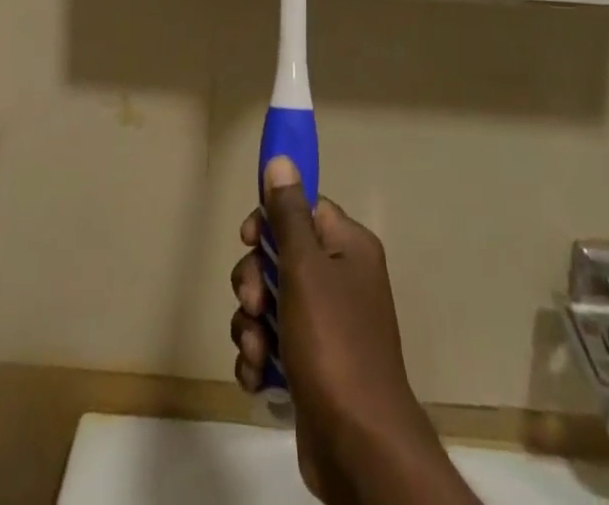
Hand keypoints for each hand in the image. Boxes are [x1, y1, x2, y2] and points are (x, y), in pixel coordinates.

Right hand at [230, 158, 438, 500]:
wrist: (359, 447)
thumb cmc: (334, 344)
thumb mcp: (305, 269)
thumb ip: (289, 215)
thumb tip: (282, 161)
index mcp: (349, 247)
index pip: (304, 209)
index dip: (272, 221)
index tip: (249, 239)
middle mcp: (341, 279)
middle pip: (281, 256)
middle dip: (255, 281)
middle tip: (254, 305)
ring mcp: (327, 326)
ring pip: (270, 303)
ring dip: (252, 325)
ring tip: (257, 351)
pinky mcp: (311, 366)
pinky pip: (272, 344)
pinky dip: (259, 357)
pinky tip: (258, 376)